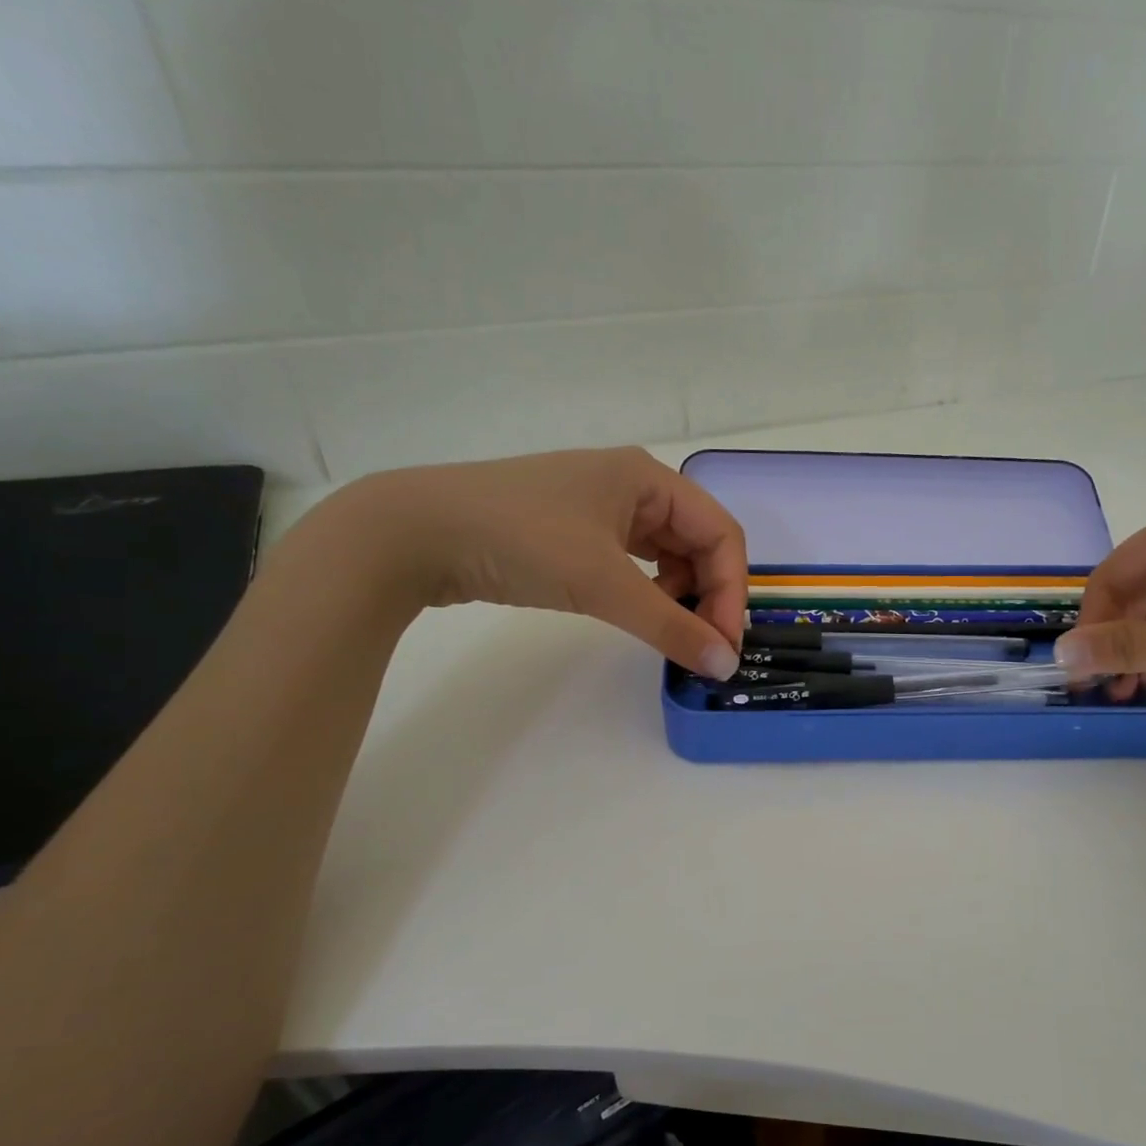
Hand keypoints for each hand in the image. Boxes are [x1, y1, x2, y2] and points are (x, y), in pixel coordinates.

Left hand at [319, 448, 746, 678]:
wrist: (413, 532)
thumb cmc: (521, 540)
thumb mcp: (603, 583)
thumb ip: (670, 626)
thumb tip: (724, 666)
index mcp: (650, 478)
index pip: (721, 534)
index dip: (732, 591)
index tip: (723, 645)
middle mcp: (633, 486)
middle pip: (699, 543)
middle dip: (709, 595)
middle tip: (701, 646)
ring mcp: (601, 508)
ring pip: (669, 554)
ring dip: (681, 595)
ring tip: (670, 631)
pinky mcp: (575, 532)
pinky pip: (635, 562)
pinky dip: (648, 591)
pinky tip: (639, 613)